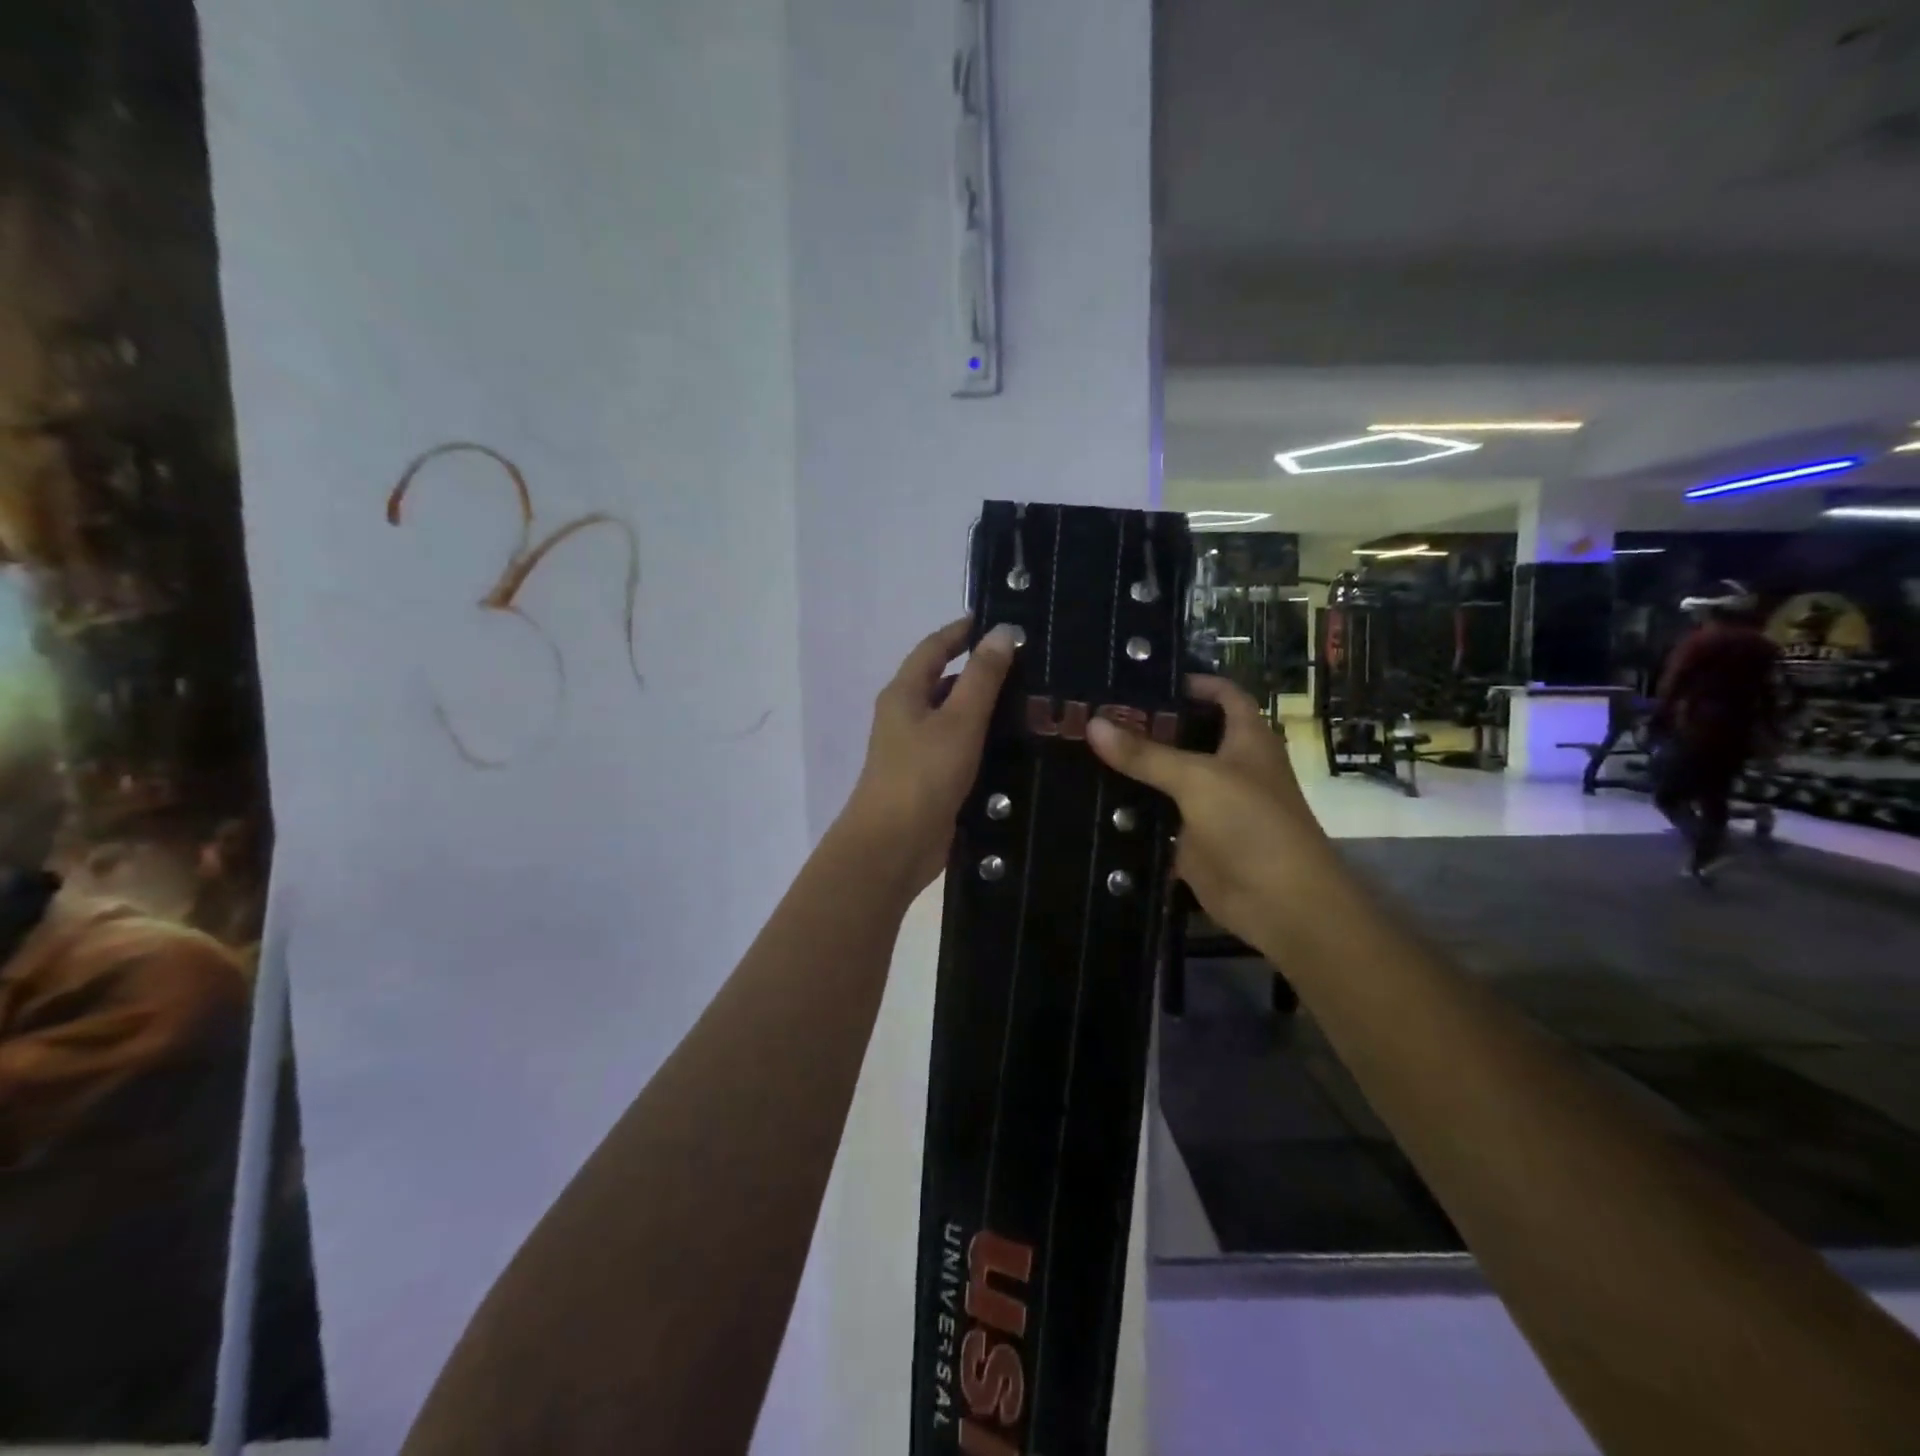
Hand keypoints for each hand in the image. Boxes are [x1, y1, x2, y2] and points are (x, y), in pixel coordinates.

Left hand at [841, 618, 1017, 892]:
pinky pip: (960, 748)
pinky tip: (1018, 745)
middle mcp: (906, 716)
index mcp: (904, 693)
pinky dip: (984, 740)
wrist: (893, 846)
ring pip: (955, 717)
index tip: (998, 619)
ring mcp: (917, 750)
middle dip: (981, 670)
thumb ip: (982, 677)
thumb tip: (1002, 631)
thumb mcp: (958, 720)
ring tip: (1033, 701)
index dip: (962, 630)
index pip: (934, 647)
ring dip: (986, 707)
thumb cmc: (922, 775)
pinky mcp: (931, 779)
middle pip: (944, 681)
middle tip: (1029, 664)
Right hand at [1087, 676, 1335, 951]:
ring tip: (1083, 747)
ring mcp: (1210, 805)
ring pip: (1167, 777)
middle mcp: (1229, 767)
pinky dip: (1131, 808)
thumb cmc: (1251, 824)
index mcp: (1247, 740)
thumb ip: (1145, 754)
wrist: (1279, 903)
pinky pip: (1156, 816)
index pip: (1224, 695)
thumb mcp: (1198, 779)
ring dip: (1135, 767)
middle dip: (1149, 725)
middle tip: (1096, 712)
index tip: (1144, 677)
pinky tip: (1093, 797)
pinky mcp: (1191, 839)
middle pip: (1187, 736)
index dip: (1193, 682)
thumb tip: (1093, 724)